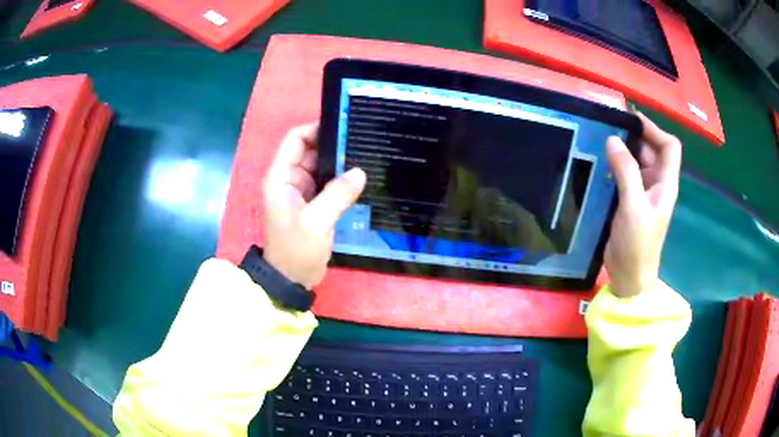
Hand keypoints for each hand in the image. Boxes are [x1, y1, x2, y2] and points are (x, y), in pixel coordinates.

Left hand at [262, 123, 365, 288]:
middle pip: (310, 150)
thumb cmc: (296, 250)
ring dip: (339, 163)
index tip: (344, 127)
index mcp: (280, 177)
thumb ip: (337, 194)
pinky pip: (326, 182)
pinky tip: (359, 178)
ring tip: (365, 156)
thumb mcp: (316, 222)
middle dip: (334, 146)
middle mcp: (288, 178)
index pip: (295, 139)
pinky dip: (340, 179)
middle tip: (362, 142)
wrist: (290, 279)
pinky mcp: (311, 203)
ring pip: (320, 166)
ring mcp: (300, 190)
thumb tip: (359, 171)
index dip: (317, 129)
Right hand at [604, 113, 681, 297]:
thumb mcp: (633, 207)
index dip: (654, 129)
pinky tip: (600, 163)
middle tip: (609, 125)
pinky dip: (614, 165)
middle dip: (634, 136)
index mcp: (665, 183)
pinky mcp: (629, 201)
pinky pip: (624, 174)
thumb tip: (613, 139)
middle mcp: (657, 183)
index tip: (631, 119)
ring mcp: (643, 192)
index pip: (669, 146)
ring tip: (601, 140)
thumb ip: (626, 172)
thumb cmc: (638, 245)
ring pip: (636, 161)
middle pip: (651, 150)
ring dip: (622, 149)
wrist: (629, 277)